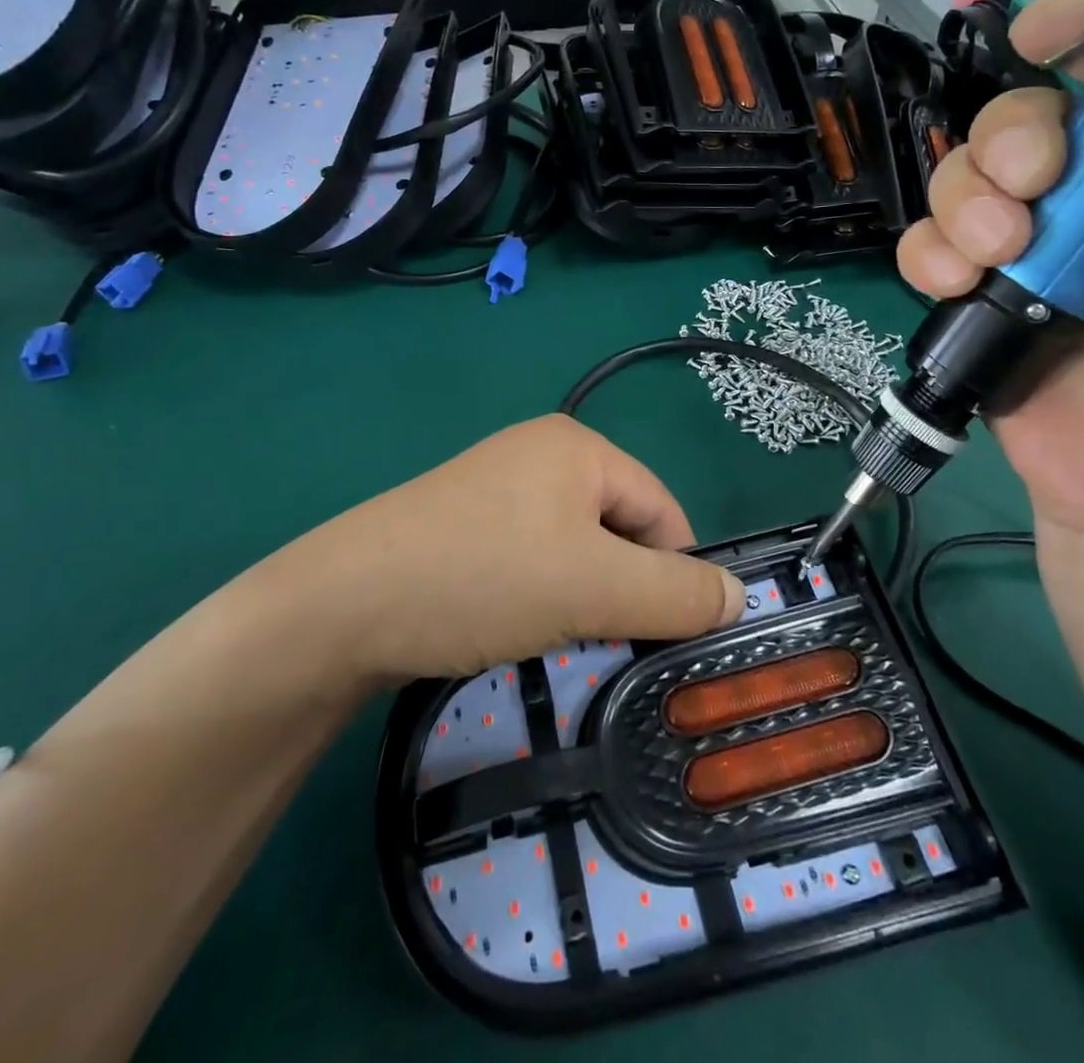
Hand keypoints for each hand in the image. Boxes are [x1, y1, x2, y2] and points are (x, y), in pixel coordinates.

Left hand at [256, 415, 744, 681]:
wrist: (343, 604)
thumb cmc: (484, 577)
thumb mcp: (594, 586)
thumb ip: (676, 593)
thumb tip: (741, 596)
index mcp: (577, 446)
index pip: (663, 510)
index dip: (674, 574)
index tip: (662, 635)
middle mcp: (540, 453)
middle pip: (619, 528)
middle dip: (622, 588)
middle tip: (600, 638)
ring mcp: (498, 487)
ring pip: (576, 550)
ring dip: (582, 597)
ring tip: (555, 636)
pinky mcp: (466, 524)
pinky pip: (533, 557)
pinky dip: (541, 595)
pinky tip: (516, 625)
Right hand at [896, 0, 1083, 552]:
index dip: (1083, 32)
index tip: (1039, 37)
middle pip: (1017, 121)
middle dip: (1005, 145)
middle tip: (1027, 193)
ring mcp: (1026, 251)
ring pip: (958, 181)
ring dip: (960, 207)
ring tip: (992, 260)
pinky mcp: (973, 298)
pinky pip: (924, 247)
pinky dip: (926, 256)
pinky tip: (953, 285)